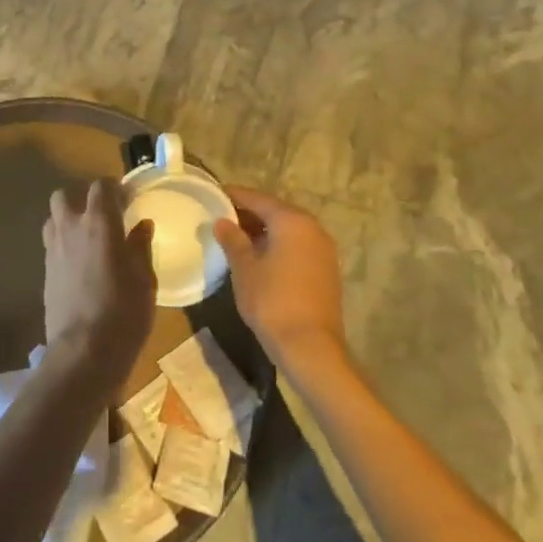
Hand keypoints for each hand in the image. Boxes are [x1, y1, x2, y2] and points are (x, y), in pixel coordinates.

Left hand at [42, 181, 155, 390]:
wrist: (84, 352)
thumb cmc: (123, 311)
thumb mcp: (144, 278)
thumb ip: (140, 246)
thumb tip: (141, 225)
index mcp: (98, 222)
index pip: (100, 186)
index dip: (114, 188)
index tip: (128, 199)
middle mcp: (70, 228)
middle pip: (64, 196)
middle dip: (80, 199)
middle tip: (102, 216)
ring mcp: (53, 250)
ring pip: (53, 219)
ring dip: (67, 221)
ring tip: (87, 239)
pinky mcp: (44, 273)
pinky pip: (51, 246)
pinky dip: (64, 246)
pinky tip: (79, 265)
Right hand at [214, 187, 346, 370]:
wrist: (310, 347)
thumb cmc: (272, 301)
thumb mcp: (244, 268)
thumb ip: (233, 240)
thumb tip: (222, 221)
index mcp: (291, 221)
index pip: (258, 199)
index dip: (235, 196)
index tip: (215, 194)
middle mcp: (312, 228)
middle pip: (276, 212)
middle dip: (250, 213)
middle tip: (223, 218)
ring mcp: (323, 249)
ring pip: (288, 229)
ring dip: (265, 230)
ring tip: (238, 238)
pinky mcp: (326, 269)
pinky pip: (298, 245)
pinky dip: (279, 245)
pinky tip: (261, 257)